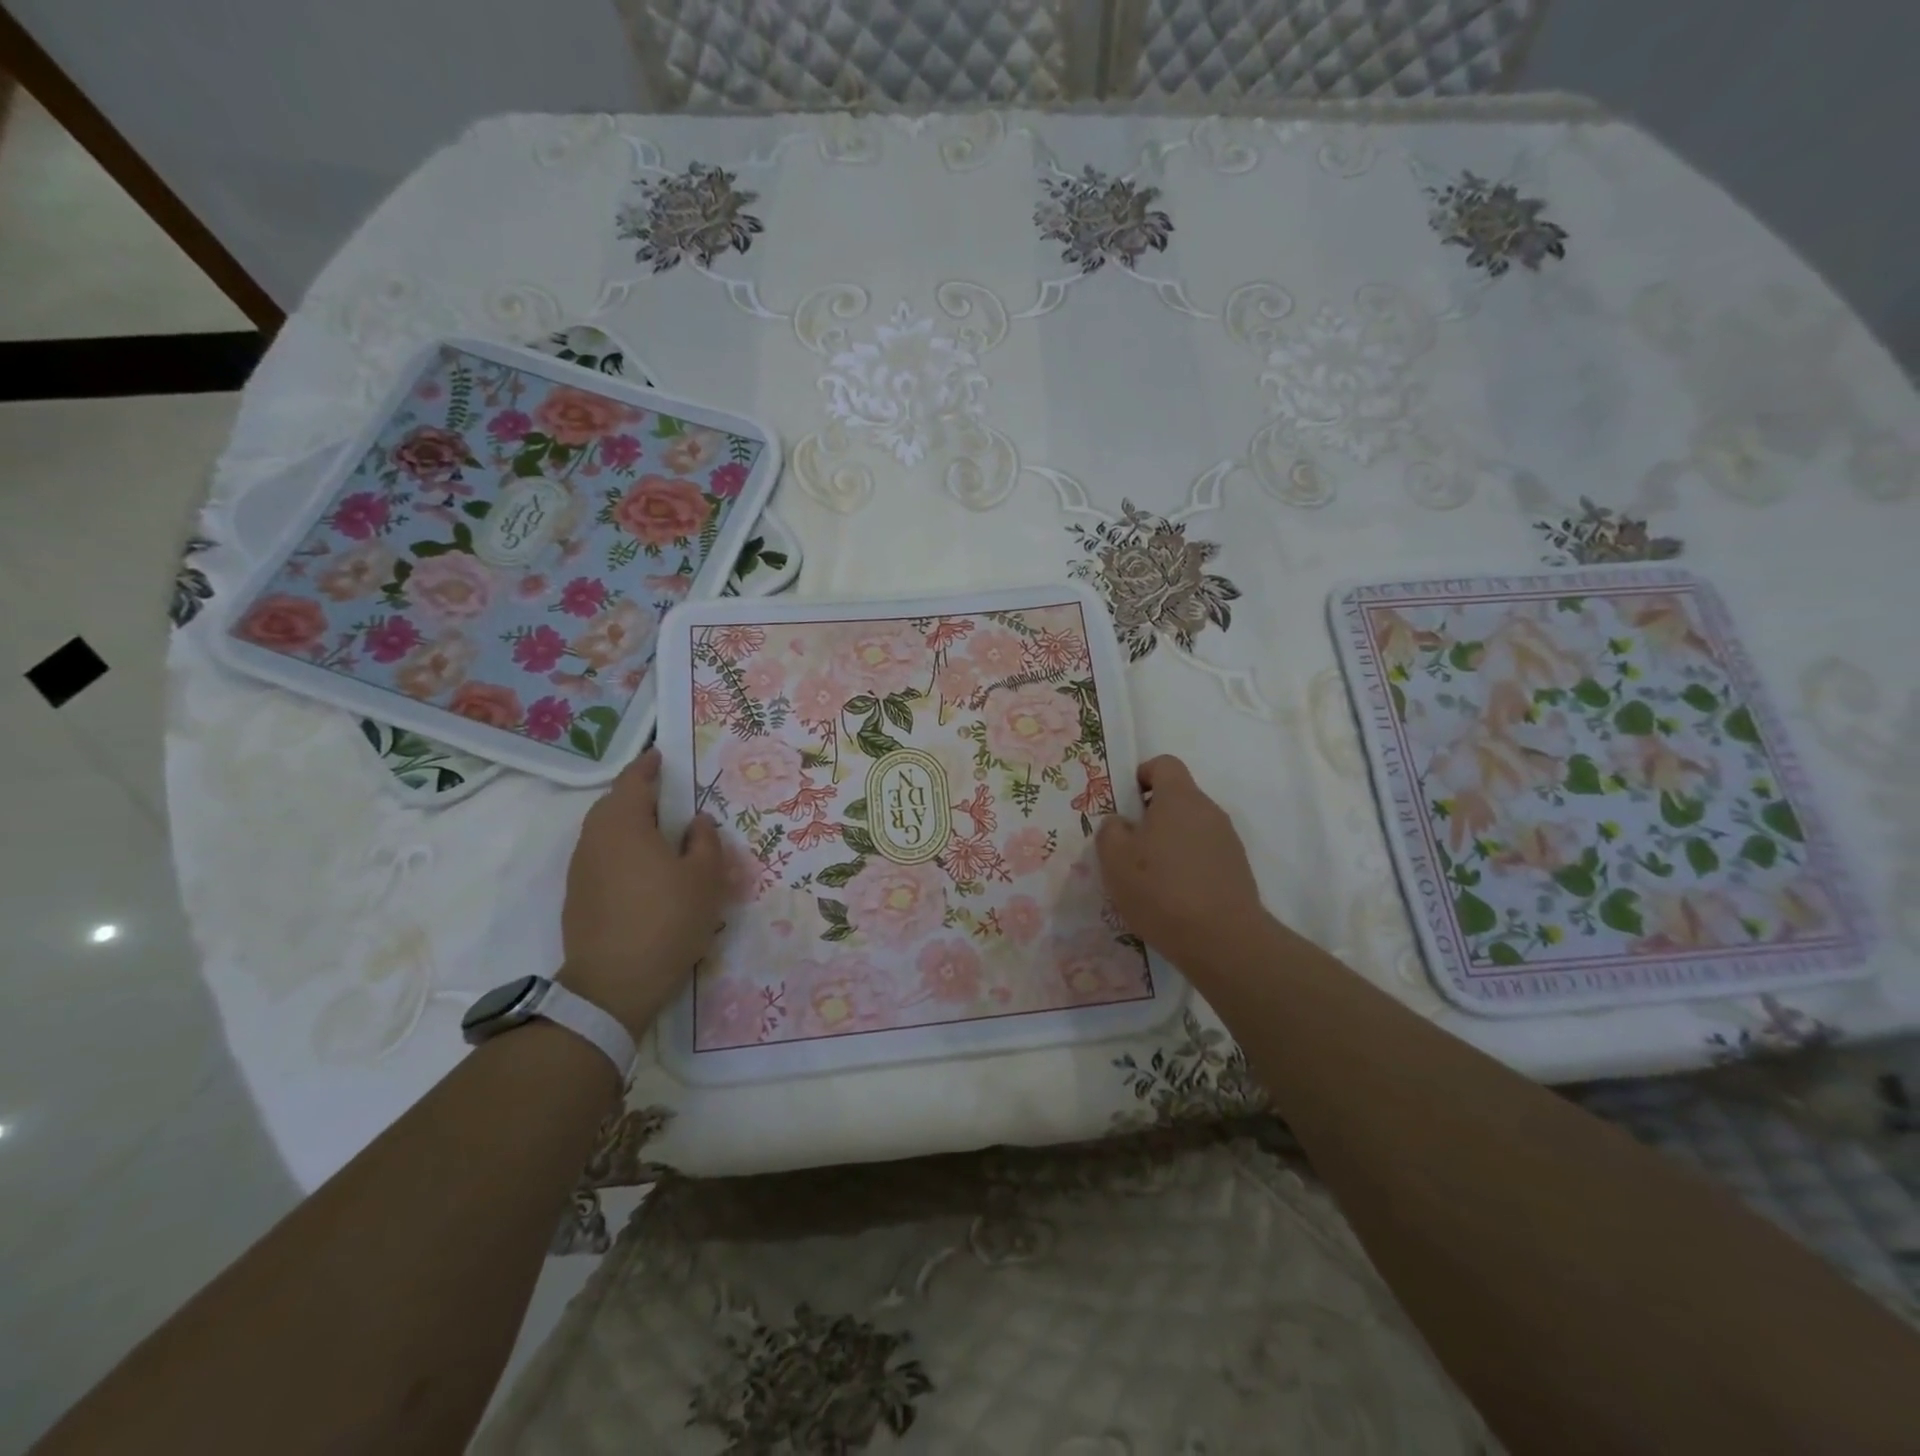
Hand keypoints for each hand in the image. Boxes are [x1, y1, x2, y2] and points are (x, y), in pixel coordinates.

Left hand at [560, 748, 723, 1035]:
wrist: (612, 984)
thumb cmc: (667, 920)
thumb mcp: (705, 877)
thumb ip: (705, 841)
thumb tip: (697, 821)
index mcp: (624, 823)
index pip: (634, 779)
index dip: (650, 764)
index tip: (665, 756)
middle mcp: (595, 837)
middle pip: (616, 803)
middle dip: (642, 795)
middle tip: (674, 797)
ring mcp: (581, 868)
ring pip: (607, 831)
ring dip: (633, 824)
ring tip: (664, 834)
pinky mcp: (578, 895)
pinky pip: (603, 856)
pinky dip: (624, 850)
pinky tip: (647, 870)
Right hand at [1096, 755, 1266, 970]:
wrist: (1222, 940)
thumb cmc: (1160, 889)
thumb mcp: (1114, 858)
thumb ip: (1110, 830)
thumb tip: (1121, 823)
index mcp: (1179, 798)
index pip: (1164, 764)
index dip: (1142, 776)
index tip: (1126, 804)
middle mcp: (1208, 810)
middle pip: (1177, 798)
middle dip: (1151, 815)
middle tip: (1129, 847)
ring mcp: (1228, 840)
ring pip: (1190, 828)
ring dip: (1169, 842)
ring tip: (1150, 878)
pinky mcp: (1237, 869)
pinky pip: (1204, 854)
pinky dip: (1187, 865)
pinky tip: (1173, 896)